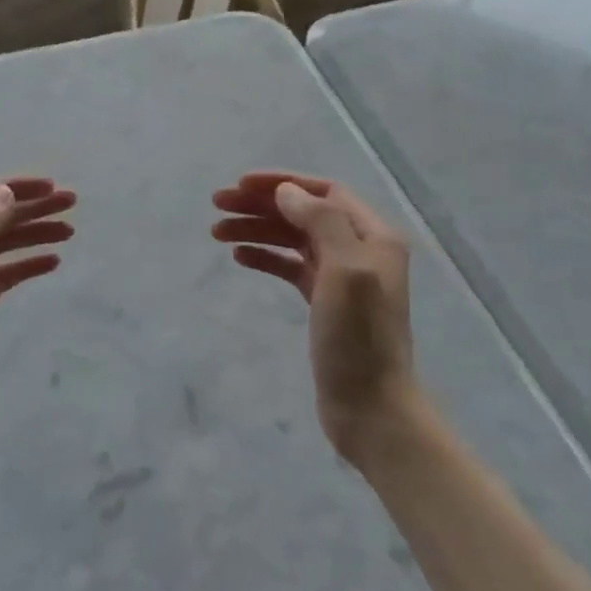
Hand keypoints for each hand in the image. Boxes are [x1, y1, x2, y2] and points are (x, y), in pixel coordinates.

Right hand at [212, 172, 423, 463]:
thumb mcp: (345, 271)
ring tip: (217, 232)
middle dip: (261, 205)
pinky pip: (291, 268)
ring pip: (293, 240)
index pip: (324, 192)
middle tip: (216, 205)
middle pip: (304, 213)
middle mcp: (360, 250)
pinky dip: (266, 258)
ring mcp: (342, 278)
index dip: (282, 183)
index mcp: (374, 236)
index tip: (240, 185)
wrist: (371, 407)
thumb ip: (320, 223)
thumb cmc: (358, 338)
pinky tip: (240, 257)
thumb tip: (286, 191)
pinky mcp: (325, 304)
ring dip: (258, 230)